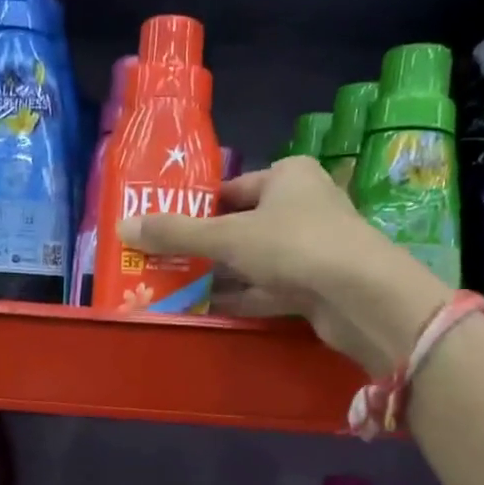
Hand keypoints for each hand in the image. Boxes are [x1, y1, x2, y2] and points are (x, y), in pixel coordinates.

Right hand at [117, 155, 448, 375]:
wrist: (360, 297)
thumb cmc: (294, 245)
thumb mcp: (227, 236)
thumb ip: (176, 233)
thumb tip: (123, 226)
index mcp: (288, 176)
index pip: (231, 189)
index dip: (196, 208)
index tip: (163, 228)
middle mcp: (303, 206)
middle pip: (241, 226)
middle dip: (203, 247)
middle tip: (161, 262)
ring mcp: (311, 248)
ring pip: (254, 260)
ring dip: (219, 275)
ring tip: (175, 287)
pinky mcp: (315, 286)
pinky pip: (268, 288)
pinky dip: (241, 297)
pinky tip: (207, 308)